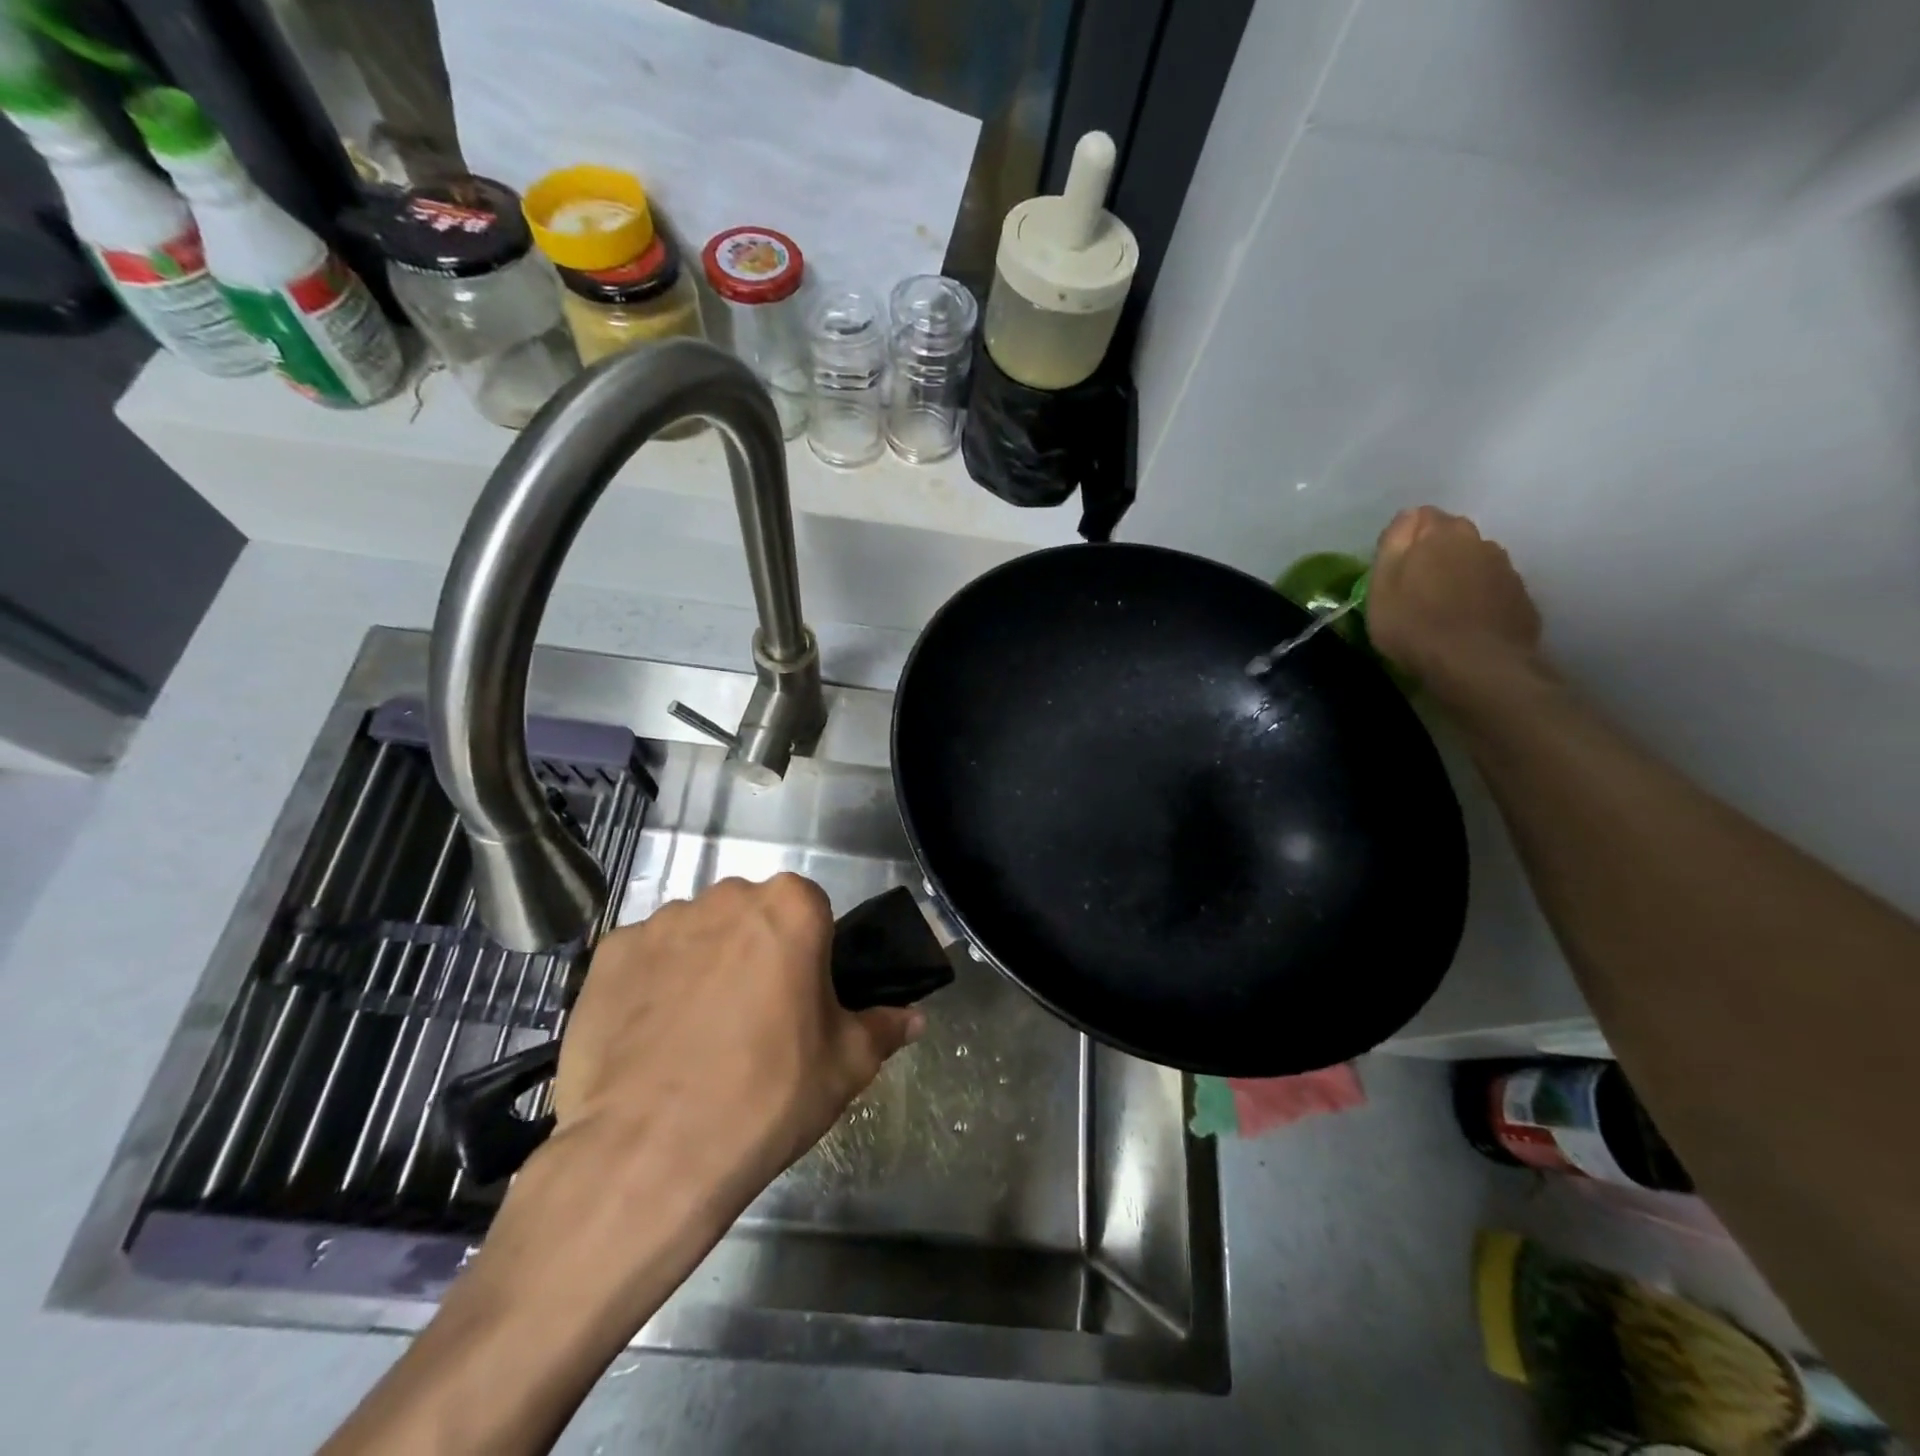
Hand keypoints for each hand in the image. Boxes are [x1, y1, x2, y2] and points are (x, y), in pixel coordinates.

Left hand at [548, 873, 923, 1211]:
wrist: (649, 1154)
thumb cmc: (767, 1097)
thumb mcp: (846, 1066)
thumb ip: (884, 1027)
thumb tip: (913, 1017)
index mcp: (791, 906)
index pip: (812, 911)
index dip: (810, 954)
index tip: (801, 999)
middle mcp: (725, 896)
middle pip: (752, 916)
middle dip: (756, 952)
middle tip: (754, 1019)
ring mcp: (661, 922)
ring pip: (697, 934)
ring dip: (703, 965)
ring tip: (695, 1035)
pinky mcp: (609, 954)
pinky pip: (645, 959)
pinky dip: (652, 985)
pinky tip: (651, 1038)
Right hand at [1367, 507, 1541, 692]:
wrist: (1477, 665)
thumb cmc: (1415, 625)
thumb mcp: (1381, 586)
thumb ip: (1393, 544)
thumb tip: (1408, 517)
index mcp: (1440, 533)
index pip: (1420, 516)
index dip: (1404, 539)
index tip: (1393, 567)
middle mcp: (1479, 541)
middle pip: (1452, 536)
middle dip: (1435, 552)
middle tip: (1415, 587)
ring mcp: (1505, 568)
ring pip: (1475, 561)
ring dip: (1459, 574)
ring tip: (1443, 607)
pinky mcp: (1521, 596)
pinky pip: (1492, 587)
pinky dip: (1479, 597)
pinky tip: (1466, 622)